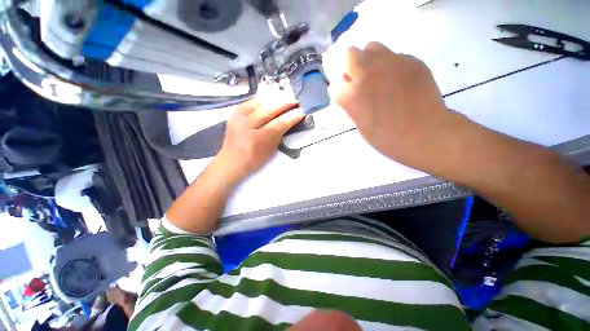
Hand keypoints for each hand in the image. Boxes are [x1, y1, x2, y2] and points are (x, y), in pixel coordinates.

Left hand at [215, 100, 303, 180]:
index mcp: (258, 139)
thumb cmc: (254, 160)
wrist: (231, 160)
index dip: (291, 117)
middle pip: (269, 110)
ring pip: (259, 103)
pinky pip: (250, 102)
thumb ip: (279, 135)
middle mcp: (247, 126)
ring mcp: (238, 118)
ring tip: (285, 97)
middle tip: (295, 100)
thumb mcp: (270, 151)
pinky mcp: (234, 114)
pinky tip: (270, 99)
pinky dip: (262, 100)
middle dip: (284, 103)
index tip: (301, 111)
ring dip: (274, 99)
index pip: (279, 124)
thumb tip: (288, 121)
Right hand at [335, 42, 463, 169]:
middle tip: (359, 81)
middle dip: (350, 68)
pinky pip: (395, 56)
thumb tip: (350, 94)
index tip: (346, 97)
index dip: (340, 91)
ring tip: (378, 76)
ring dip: (369, 60)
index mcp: (352, 96)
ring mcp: (391, 63)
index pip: (335, 85)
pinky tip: (399, 81)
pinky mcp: (412, 61)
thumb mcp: (360, 124)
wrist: (424, 134)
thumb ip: (352, 105)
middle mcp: (367, 74)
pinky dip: (391, 66)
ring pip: (372, 47)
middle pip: (350, 55)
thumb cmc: (386, 137)